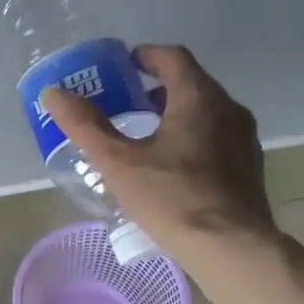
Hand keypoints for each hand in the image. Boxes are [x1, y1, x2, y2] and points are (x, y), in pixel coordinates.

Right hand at [41, 45, 277, 269]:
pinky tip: (175, 170)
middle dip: (158, 90)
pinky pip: (218, 140)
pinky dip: (195, 140)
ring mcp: (244, 139)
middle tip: (129, 105)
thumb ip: (86, 126)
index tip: (125, 66)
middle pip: (192, 85)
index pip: (172, 57)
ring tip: (148, 139)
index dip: (146, 56)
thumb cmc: (172, 199)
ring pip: (208, 114)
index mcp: (198, 97)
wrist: (230, 247)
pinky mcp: (250, 168)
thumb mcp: (119, 163)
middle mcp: (229, 108)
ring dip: (178, 116)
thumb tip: (54, 93)